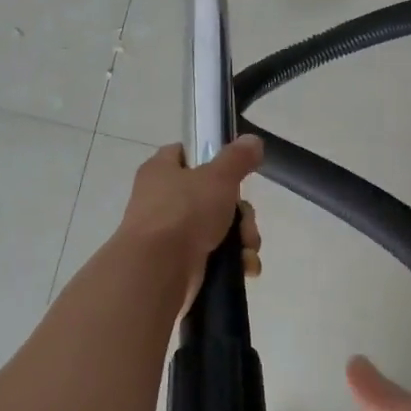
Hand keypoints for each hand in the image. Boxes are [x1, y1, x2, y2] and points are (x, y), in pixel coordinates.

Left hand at [115, 137, 263, 307]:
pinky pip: (213, 256)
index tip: (233, 170)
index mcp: (161, 171)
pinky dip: (231, 262)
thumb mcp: (218, 177)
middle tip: (246, 222)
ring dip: (241, 239)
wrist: (158, 270)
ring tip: (247, 251)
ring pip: (216, 228)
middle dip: (239, 212)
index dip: (209, 157)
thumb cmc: (184, 212)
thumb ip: (238, 158)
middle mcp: (161, 200)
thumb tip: (253, 140)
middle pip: (211, 196)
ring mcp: (169, 234)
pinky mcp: (178, 264)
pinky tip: (244, 268)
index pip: (184, 153)